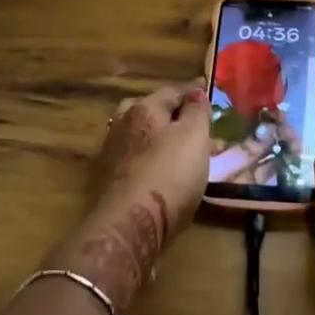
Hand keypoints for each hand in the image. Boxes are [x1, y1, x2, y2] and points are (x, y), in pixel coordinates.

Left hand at [56, 82, 209, 312]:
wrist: (130, 224)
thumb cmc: (169, 174)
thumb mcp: (194, 137)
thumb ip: (196, 111)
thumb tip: (195, 91)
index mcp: (144, 108)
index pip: (172, 91)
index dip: (192, 91)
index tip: (205, 89)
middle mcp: (122, 124)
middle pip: (150, 110)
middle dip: (171, 113)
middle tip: (192, 122)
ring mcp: (111, 152)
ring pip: (141, 136)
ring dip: (159, 137)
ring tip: (180, 148)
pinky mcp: (108, 180)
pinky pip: (135, 159)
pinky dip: (150, 158)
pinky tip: (161, 170)